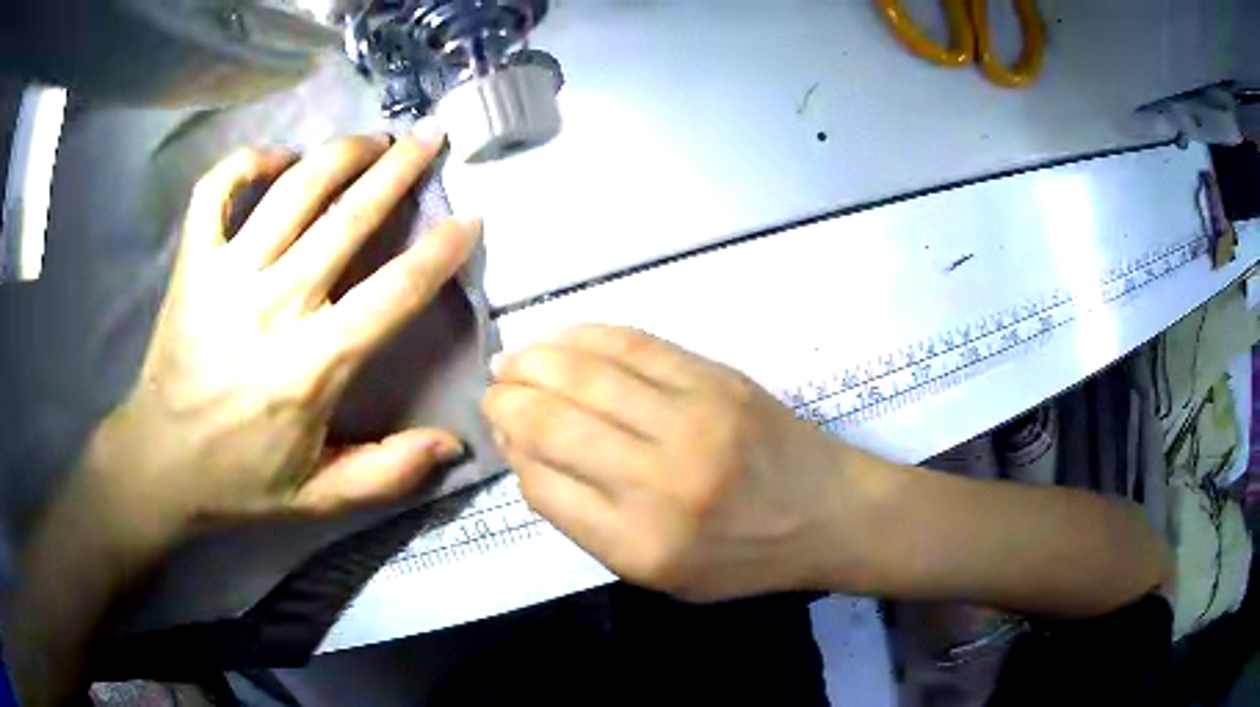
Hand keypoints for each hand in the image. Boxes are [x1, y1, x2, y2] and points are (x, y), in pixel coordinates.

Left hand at [89, 122, 478, 545]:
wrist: (159, 464)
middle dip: (399, 169)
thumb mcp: (319, 496)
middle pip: (349, 218)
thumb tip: (454, 444)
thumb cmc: (240, 480)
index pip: (394, 293)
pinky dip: (247, 162)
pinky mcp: (192, 263)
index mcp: (312, 366)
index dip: (440, 251)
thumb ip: (387, 472)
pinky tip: (276, 159)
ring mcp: (226, 275)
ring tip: (371, 139)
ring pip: (294, 189)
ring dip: (340, 154)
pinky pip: (217, 190)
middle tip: (430, 135)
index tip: (469, 216)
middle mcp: (274, 306)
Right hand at [482, 325, 876, 600]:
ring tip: (512, 361)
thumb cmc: (743, 557)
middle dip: (507, 401)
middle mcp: (659, 482)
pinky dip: (584, 335)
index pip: (542, 487)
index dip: (513, 454)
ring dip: (534, 360)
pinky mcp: (716, 378)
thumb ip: (589, 523)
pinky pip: (633, 343)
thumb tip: (531, 454)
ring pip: (584, 374)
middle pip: (552, 423)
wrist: (829, 513)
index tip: (507, 438)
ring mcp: (691, 420)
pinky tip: (561, 338)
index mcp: (641, 545)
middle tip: (493, 391)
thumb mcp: (661, 575)